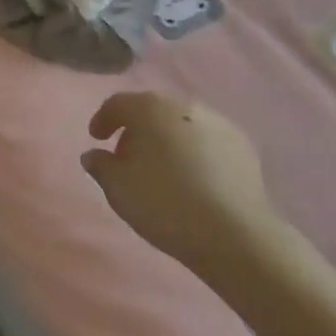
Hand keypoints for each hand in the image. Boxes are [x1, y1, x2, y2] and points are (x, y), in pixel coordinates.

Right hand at [83, 92, 274, 283]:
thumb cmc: (164, 203)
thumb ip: (100, 165)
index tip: (97, 139)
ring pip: (181, 123)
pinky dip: (194, 151)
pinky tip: (193, 177)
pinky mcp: (242, 144)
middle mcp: (184, 105)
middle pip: (152, 110)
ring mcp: (218, 121)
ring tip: (162, 168)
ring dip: (167, 138)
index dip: (103, 119)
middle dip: (136, 129)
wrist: (233, 231)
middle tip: (127, 156)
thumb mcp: (118, 188)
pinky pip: (207, 140)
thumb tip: (94, 154)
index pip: (118, 103)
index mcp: (150, 108)